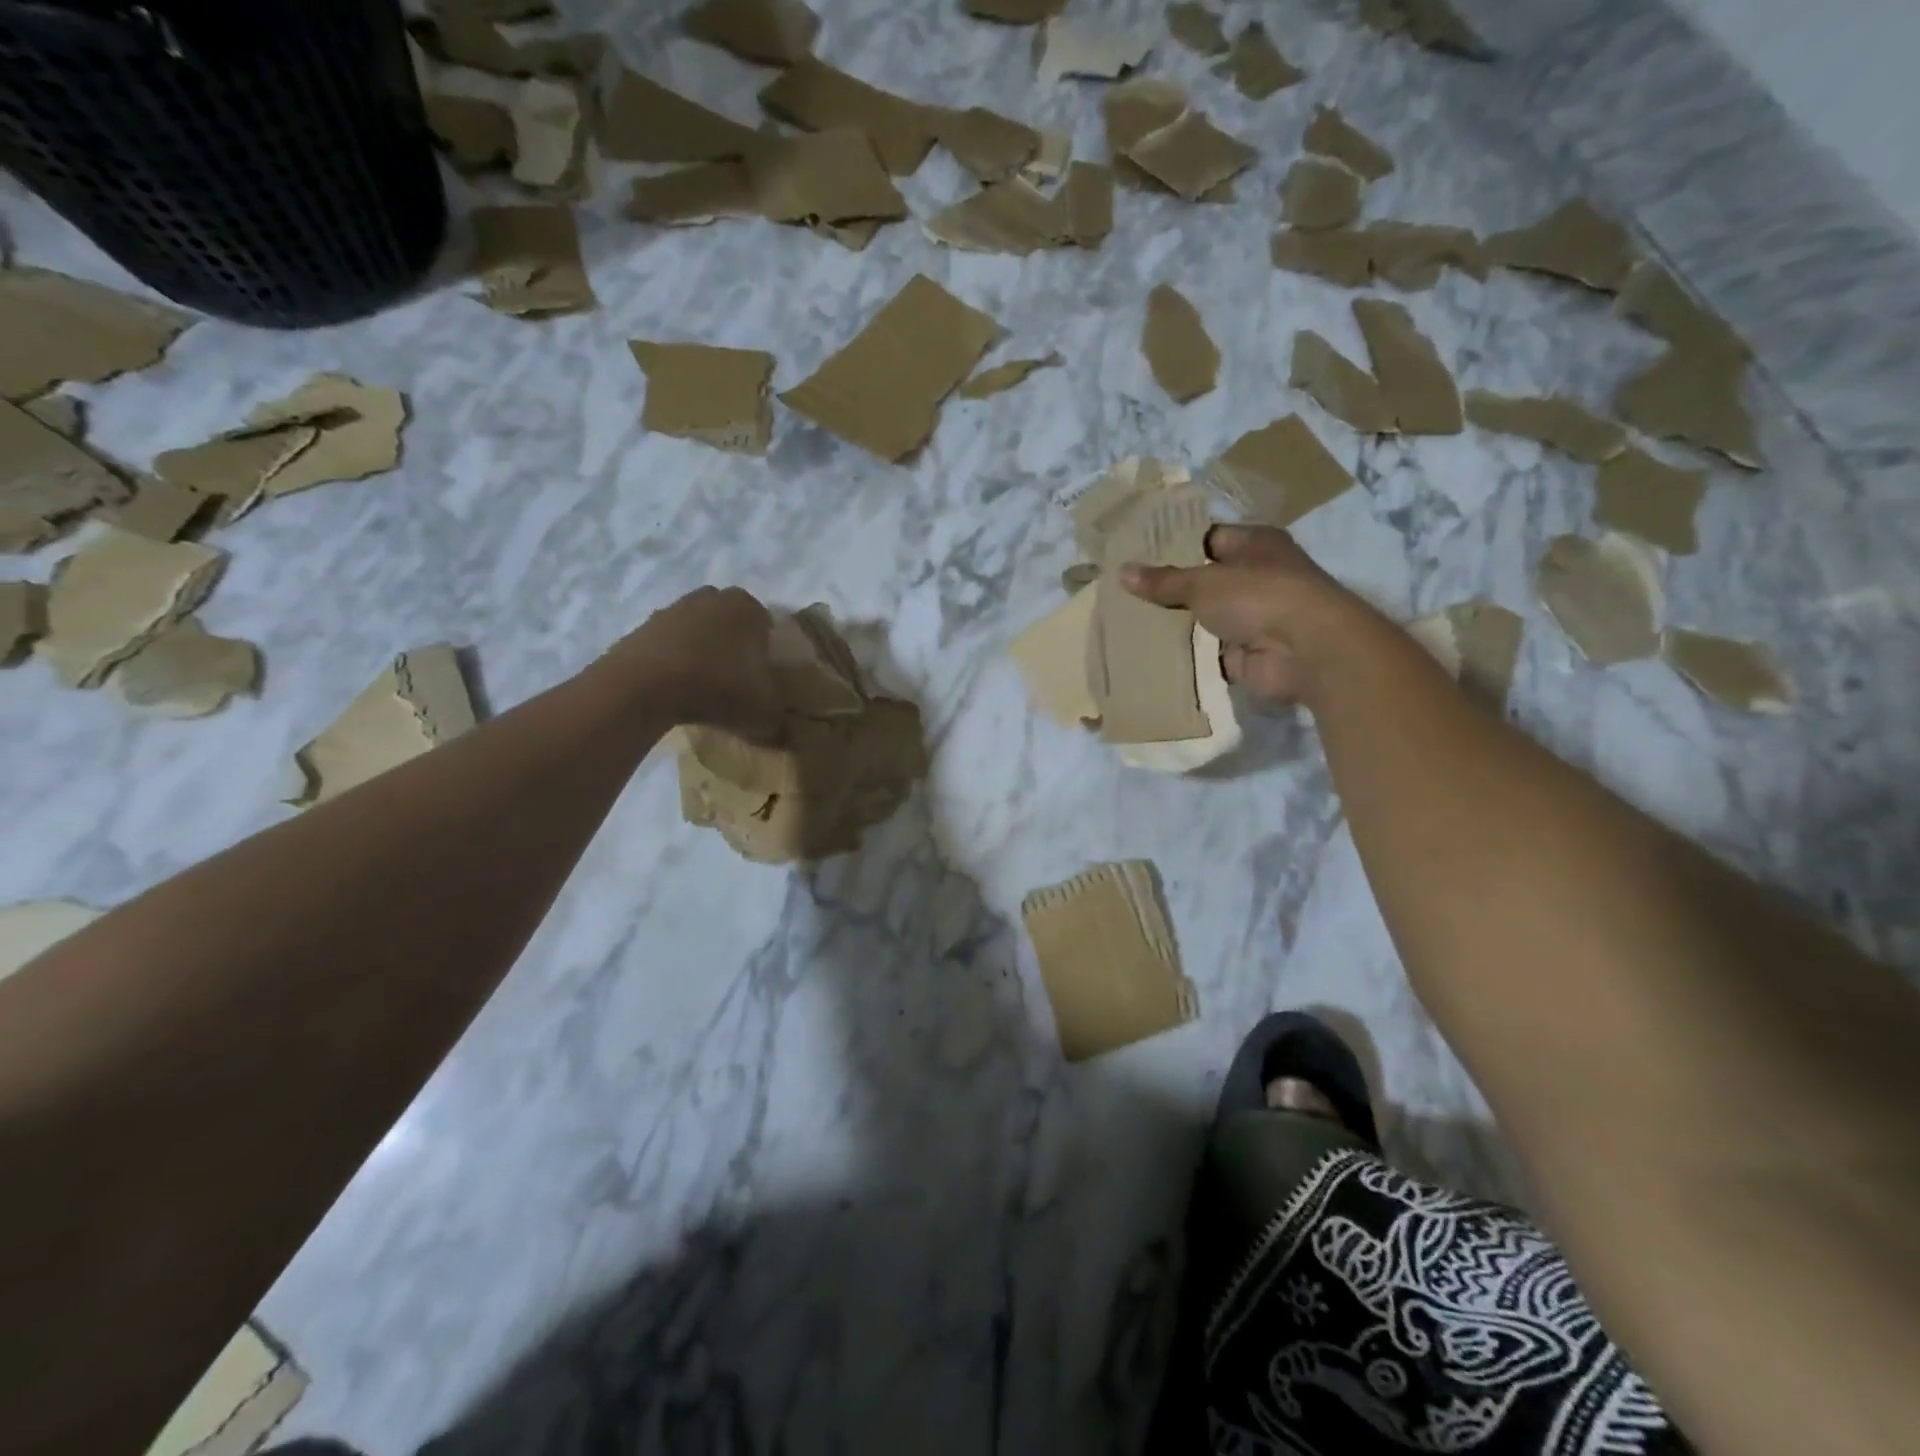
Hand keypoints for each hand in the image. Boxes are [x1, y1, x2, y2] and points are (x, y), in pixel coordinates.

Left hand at [606, 586, 782, 740]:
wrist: (643, 685)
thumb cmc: (717, 687)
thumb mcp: (761, 714)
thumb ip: (777, 722)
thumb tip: (785, 734)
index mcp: (749, 609)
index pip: (766, 624)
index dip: (766, 651)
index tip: (763, 677)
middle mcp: (713, 599)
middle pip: (730, 620)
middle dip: (734, 643)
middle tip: (736, 677)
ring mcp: (675, 608)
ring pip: (698, 627)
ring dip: (702, 649)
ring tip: (704, 684)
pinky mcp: (644, 625)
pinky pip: (669, 641)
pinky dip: (674, 658)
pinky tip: (675, 686)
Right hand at [1121, 525, 1375, 705]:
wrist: (1307, 651)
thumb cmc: (1260, 596)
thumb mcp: (1204, 582)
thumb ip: (1164, 581)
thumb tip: (1122, 572)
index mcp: (1253, 545)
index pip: (1206, 538)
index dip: (1172, 545)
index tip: (1133, 553)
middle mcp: (1255, 578)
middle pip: (1202, 581)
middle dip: (1166, 589)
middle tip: (1119, 591)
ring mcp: (1250, 618)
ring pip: (1201, 619)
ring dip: (1172, 624)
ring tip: (1124, 622)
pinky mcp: (1244, 654)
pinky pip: (1204, 652)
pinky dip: (1183, 655)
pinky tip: (1145, 653)